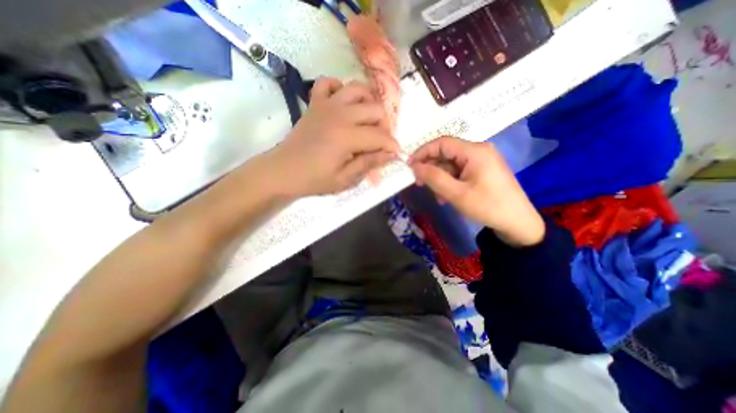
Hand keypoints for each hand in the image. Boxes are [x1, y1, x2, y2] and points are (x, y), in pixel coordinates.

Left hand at [268, 78, 399, 197]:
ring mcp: (326, 105)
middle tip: (379, 140)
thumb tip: (390, 155)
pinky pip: (328, 82)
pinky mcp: (315, 103)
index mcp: (347, 137)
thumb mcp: (345, 179)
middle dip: (384, 125)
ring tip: (366, 119)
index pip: (380, 136)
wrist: (283, 171)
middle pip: (374, 109)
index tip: (395, 154)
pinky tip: (342, 103)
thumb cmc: (314, 179)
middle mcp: (340, 115)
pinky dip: (339, 88)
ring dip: (368, 102)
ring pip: (357, 89)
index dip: (392, 145)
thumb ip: (368, 163)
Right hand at [409, 136, 544, 244]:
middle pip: (446, 153)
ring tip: (438, 197)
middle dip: (431, 169)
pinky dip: (450, 182)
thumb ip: (433, 178)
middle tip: (419, 183)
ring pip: (451, 165)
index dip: (423, 152)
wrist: (518, 223)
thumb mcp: (456, 194)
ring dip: (440, 179)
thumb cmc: (488, 207)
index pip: (442, 142)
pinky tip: (447, 197)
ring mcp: (481, 161)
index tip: (409, 166)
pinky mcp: (482, 170)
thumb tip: (414, 166)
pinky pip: (459, 172)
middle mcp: (478, 151)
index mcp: (475, 151)